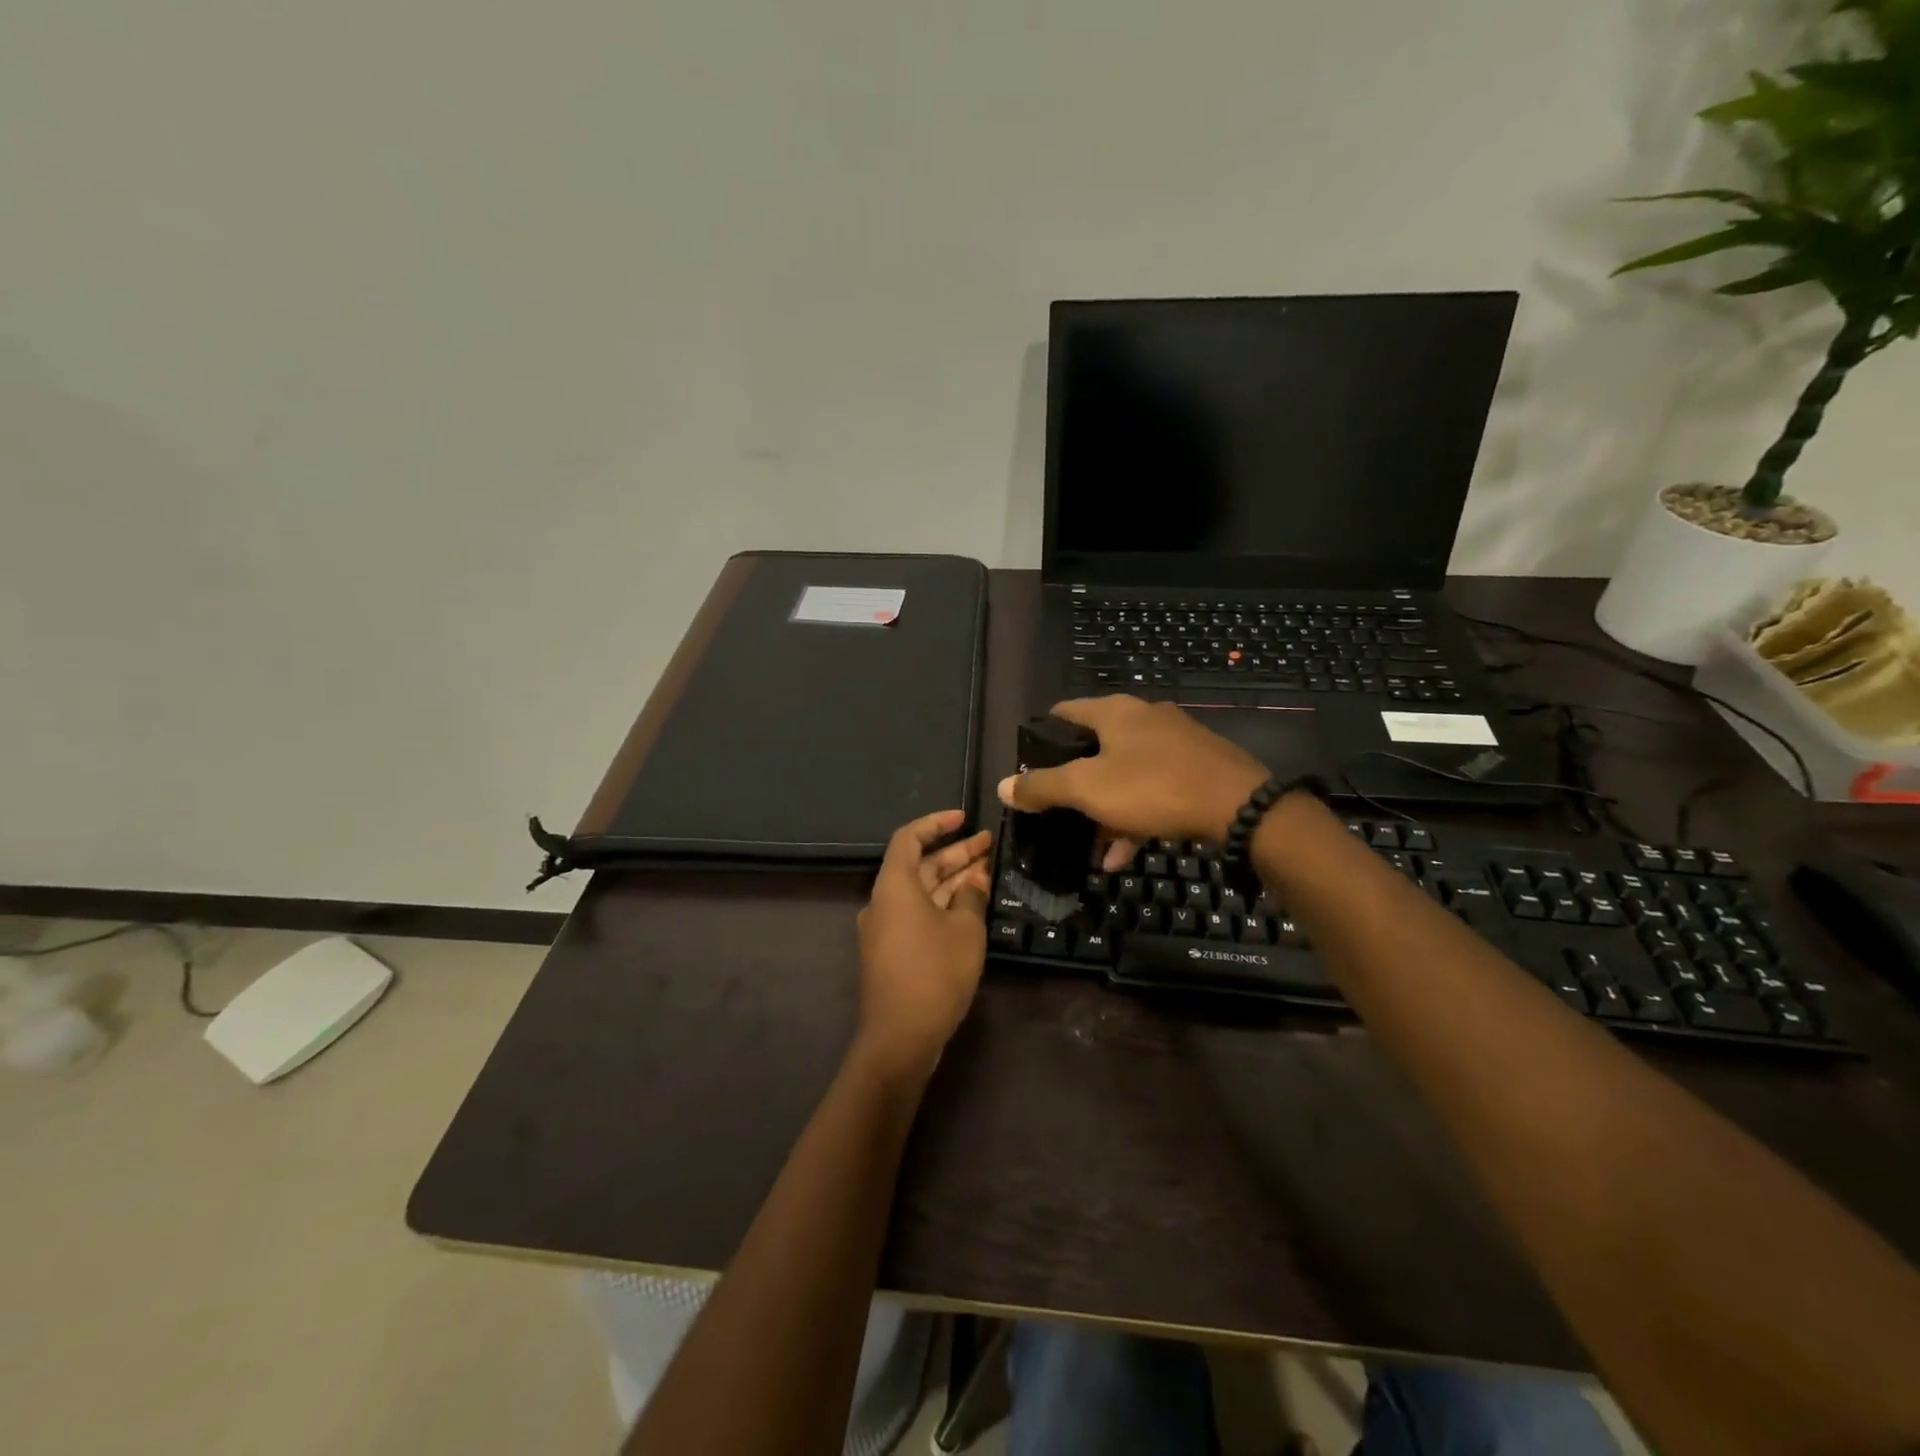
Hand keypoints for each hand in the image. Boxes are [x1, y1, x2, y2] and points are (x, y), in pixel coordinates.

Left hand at [853, 809, 992, 1083]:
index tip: (964, 819)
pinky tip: (971, 906)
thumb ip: (971, 897)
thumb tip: (975, 879)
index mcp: (894, 886)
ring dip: (952, 879)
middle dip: (954, 853)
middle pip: (919, 866)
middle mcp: (884, 901)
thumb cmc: (934, 974)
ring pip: (921, 892)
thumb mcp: (965, 931)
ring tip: (987, 870)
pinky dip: (942, 904)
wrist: (900, 1038)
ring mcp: (886, 928)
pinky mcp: (892, 951)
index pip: (909, 838)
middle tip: (989, 845)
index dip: (936, 823)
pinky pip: (918, 914)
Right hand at [996, 696, 1267, 858]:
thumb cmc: (1153, 788)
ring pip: (1126, 773)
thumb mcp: (1088, 789)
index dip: (1042, 735)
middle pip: (1096, 746)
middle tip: (1058, 810)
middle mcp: (1144, 717)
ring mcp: (1176, 741)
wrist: (1240, 807)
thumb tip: (1002, 786)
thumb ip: (1042, 786)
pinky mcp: (1198, 767)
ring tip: (1092, 846)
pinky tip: (1125, 853)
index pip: (1065, 712)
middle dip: (1075, 782)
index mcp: (1115, 712)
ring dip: (1105, 809)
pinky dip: (1135, 815)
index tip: (1028, 763)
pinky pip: (1154, 789)